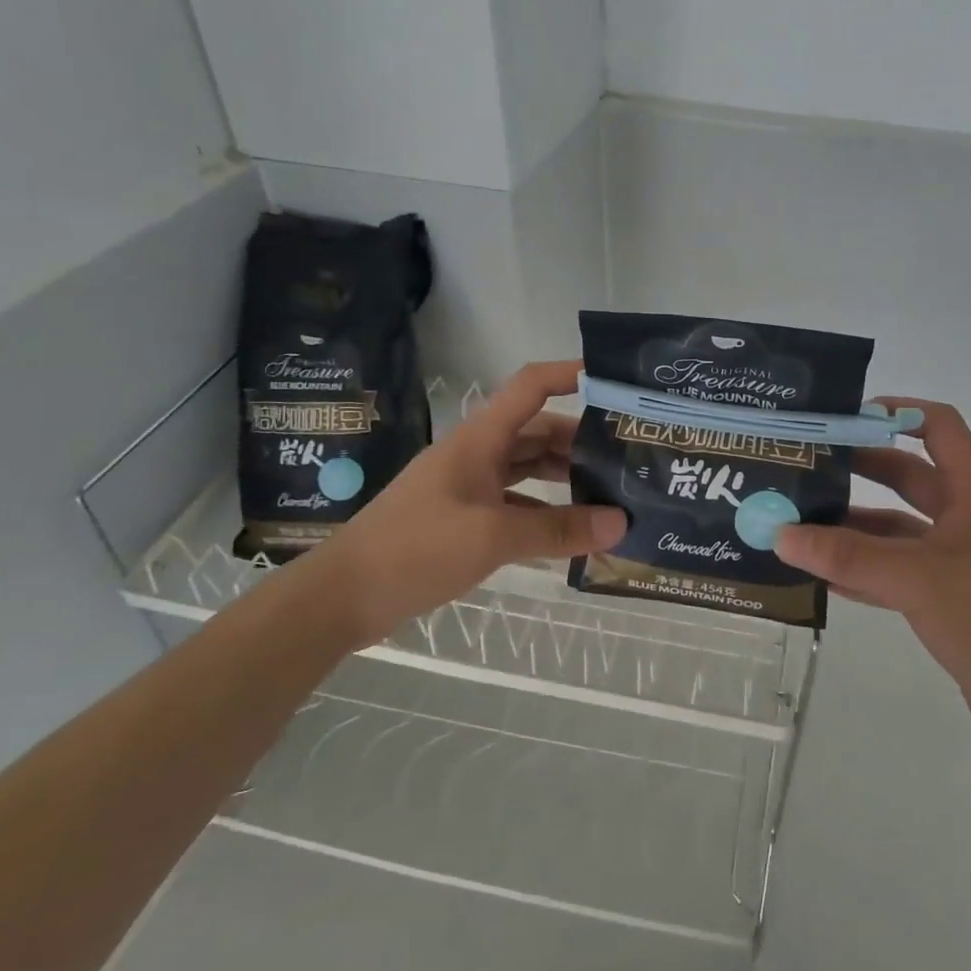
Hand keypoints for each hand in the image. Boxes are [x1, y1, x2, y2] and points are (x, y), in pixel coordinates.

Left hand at [311, 360, 626, 642]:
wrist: (344, 595)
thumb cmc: (417, 548)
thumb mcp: (494, 536)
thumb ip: (559, 529)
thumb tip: (621, 523)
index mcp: (481, 438)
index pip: (531, 386)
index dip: (570, 374)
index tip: (613, 380)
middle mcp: (478, 453)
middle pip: (537, 429)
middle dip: (581, 438)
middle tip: (626, 454)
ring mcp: (470, 485)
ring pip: (528, 467)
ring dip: (564, 475)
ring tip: (610, 489)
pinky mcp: (464, 517)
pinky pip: (516, 502)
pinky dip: (544, 511)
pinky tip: (573, 530)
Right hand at [775, 399, 970, 758]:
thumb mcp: (916, 580)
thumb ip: (848, 557)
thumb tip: (780, 534)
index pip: (940, 427)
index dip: (898, 412)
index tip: (847, 417)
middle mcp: (967, 518)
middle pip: (909, 475)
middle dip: (861, 468)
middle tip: (809, 466)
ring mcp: (959, 560)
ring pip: (898, 527)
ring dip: (855, 524)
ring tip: (802, 521)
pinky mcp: (949, 597)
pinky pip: (898, 569)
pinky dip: (864, 568)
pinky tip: (822, 574)